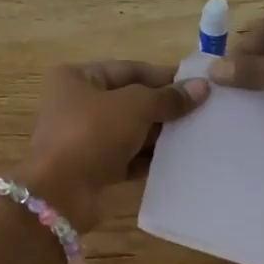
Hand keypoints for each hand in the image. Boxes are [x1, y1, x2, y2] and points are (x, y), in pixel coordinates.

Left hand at [17, 62, 209, 230]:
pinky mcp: (92, 168)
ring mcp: (84, 138)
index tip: (197, 84)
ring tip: (196, 135)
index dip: (164, 76)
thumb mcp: (135, 107)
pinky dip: (149, 158)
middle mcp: (77, 104)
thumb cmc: (92, 134)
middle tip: (202, 111)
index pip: (129, 70)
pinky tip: (178, 160)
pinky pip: (127, 157)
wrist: (60, 193)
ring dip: (159, 134)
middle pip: (130, 100)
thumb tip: (202, 87)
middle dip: (163, 107)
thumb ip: (168, 97)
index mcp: (77, 78)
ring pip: (130, 130)